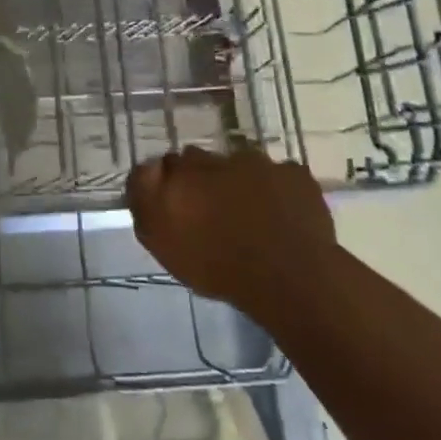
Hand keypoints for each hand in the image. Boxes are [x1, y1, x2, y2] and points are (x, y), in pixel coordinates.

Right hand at [127, 146, 337, 321]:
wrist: (290, 280)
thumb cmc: (218, 267)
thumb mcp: (162, 242)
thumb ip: (146, 199)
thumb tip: (148, 168)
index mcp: (183, 172)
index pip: (165, 164)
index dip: (169, 184)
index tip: (177, 206)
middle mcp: (219, 159)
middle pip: (202, 162)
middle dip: (203, 180)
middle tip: (211, 213)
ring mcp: (260, 163)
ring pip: (241, 166)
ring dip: (240, 183)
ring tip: (249, 217)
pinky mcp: (294, 175)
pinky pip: (279, 177)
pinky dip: (276, 191)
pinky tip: (279, 216)